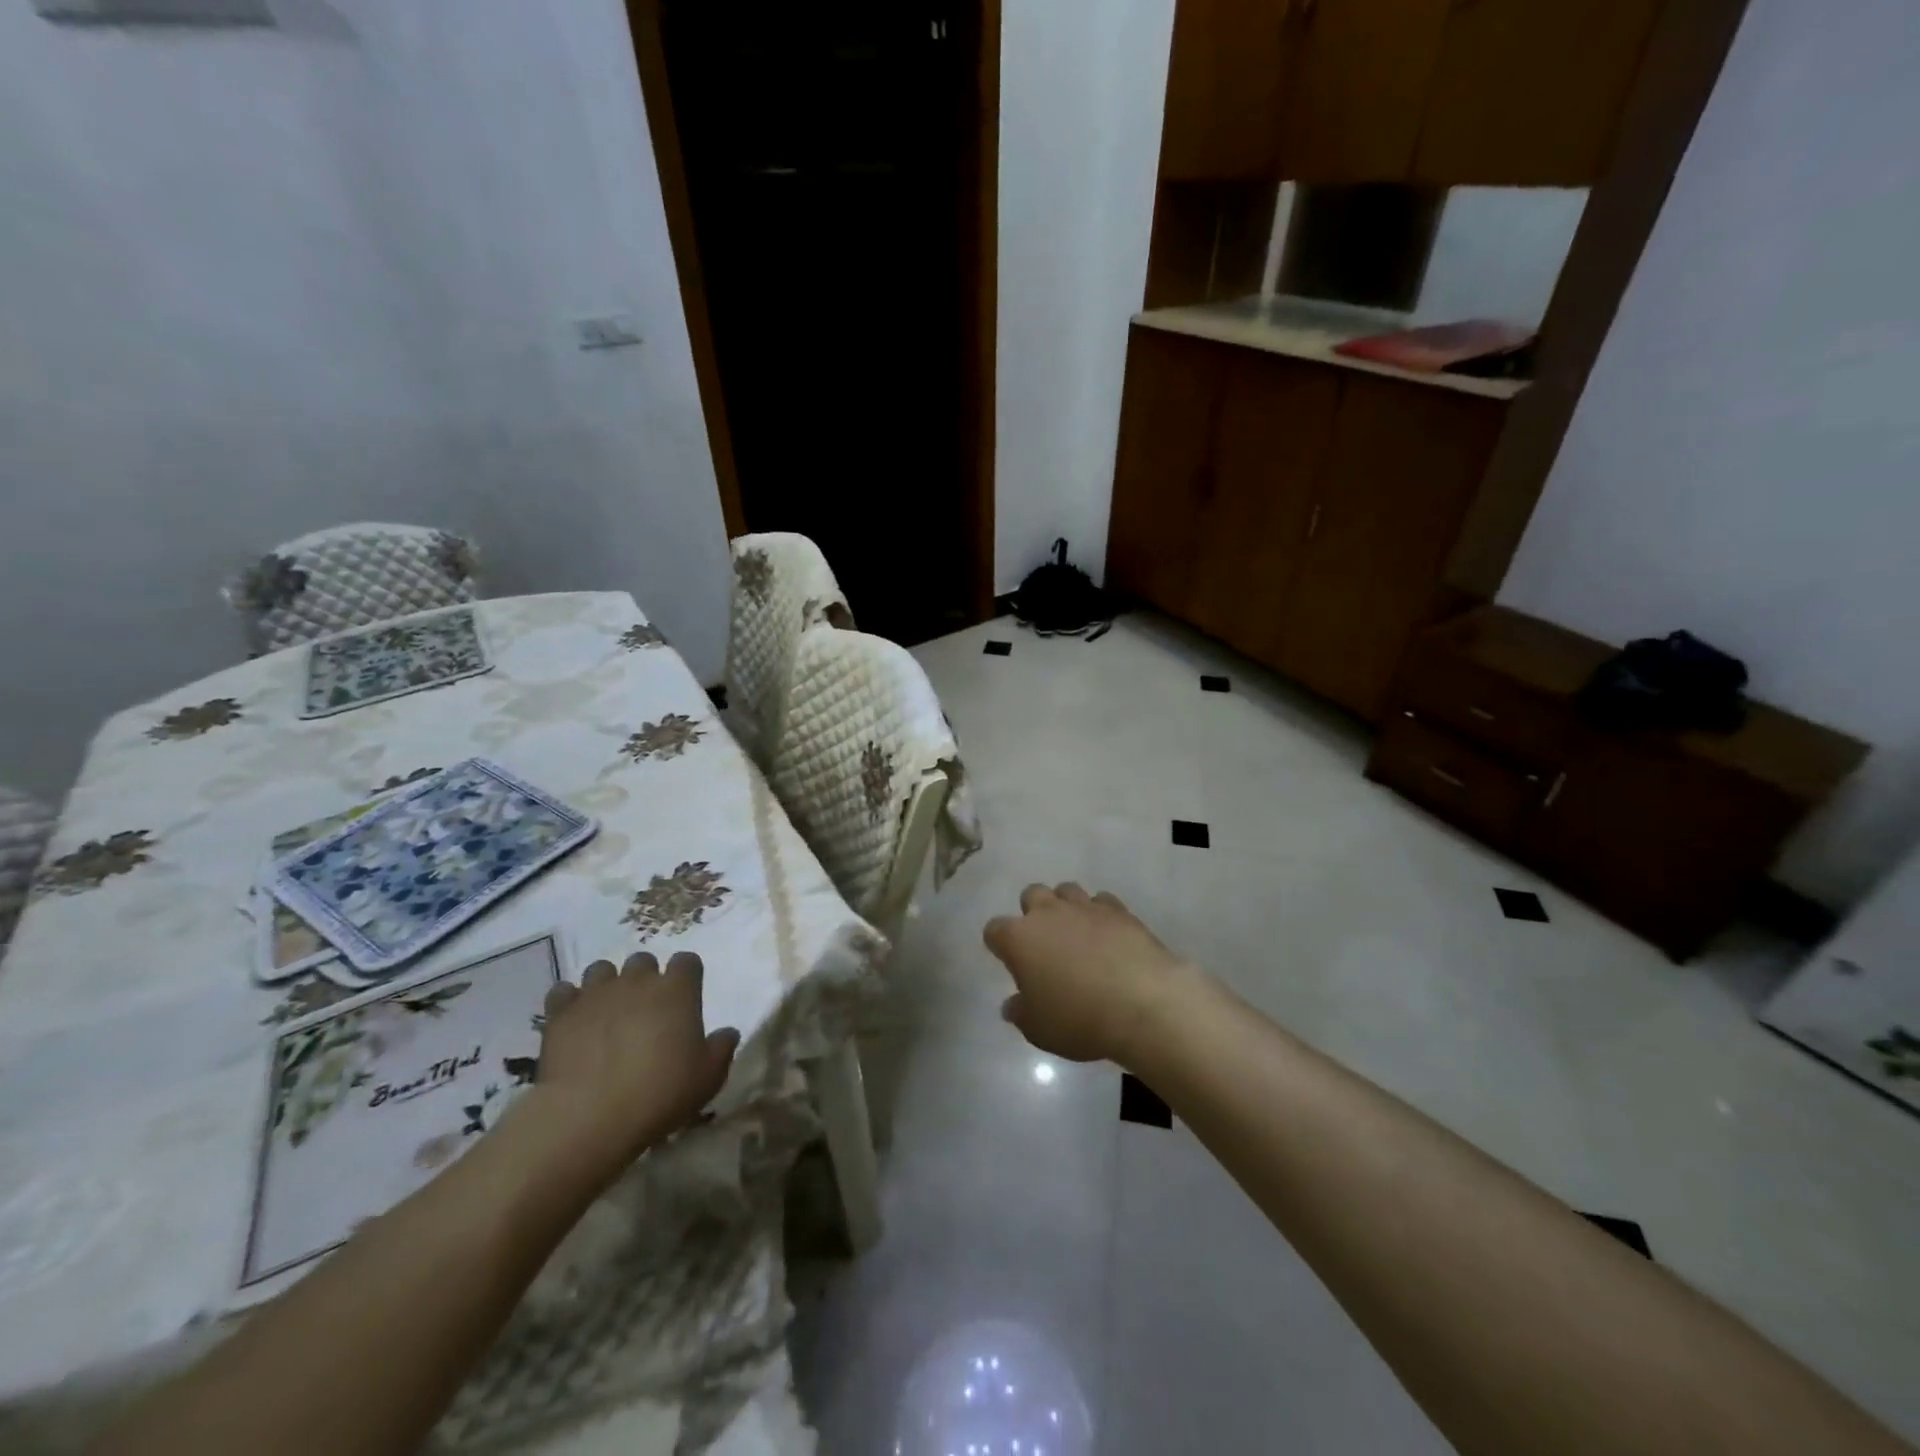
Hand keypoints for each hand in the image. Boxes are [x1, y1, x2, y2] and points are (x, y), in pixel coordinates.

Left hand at [529, 952, 739, 1180]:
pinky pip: (563, 992)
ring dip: (607, 985)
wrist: (589, 1114)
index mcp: (677, 990)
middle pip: (643, 960)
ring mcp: (596, 993)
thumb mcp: (708, 1078)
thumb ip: (722, 1049)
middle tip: (645, 1010)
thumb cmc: (660, 1093)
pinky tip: (574, 1022)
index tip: (685, 998)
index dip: (687, 976)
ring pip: (602, 969)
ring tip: (606, 1013)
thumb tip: (727, 1033)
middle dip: (645, 978)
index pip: (688, 961)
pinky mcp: (561, 1012)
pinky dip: (569, 1002)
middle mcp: (637, 981)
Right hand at [983, 883, 1192, 1066]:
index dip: (1000, 945)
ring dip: (1066, 907)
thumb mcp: (1039, 1029)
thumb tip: (1012, 1004)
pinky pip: (1102, 901)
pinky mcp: (1119, 910)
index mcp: (1019, 938)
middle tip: (1045, 944)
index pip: (994, 930)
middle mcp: (1048, 913)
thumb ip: (1021, 1013)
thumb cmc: (1079, 1019)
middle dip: (1033, 913)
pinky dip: (1101, 914)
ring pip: (1067, 890)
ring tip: (1077, 935)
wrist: (1143, 1004)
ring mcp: (1085, 907)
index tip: (1010, 963)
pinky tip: (1109, 936)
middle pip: (1031, 895)